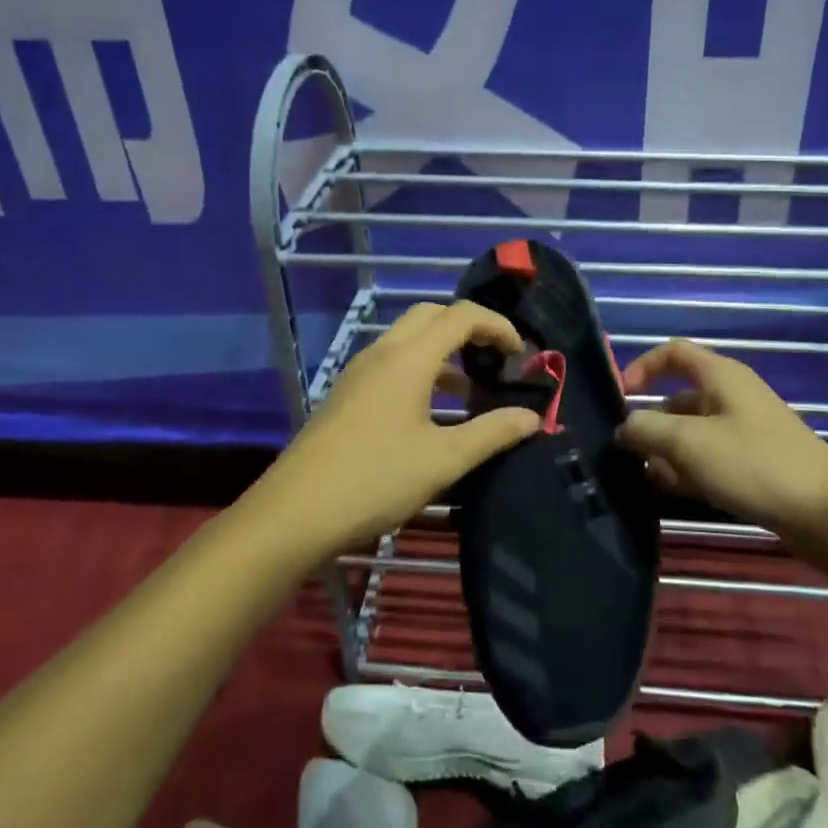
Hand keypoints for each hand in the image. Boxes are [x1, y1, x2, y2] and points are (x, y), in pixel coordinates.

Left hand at [251, 301, 540, 557]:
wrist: (294, 512)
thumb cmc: (375, 479)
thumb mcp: (443, 460)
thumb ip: (492, 433)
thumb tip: (532, 417)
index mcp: (409, 358)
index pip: (461, 315)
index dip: (497, 326)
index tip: (520, 355)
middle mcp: (382, 353)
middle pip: (431, 315)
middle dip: (468, 328)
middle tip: (494, 360)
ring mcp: (359, 372)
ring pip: (409, 339)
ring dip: (443, 351)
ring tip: (470, 390)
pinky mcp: (346, 393)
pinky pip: (392, 362)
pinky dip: (420, 370)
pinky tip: (431, 413)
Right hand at [616, 338, 827, 534]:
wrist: (826, 513)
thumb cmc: (753, 464)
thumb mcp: (688, 443)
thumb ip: (646, 429)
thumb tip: (624, 427)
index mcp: (721, 376)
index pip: (674, 352)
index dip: (643, 366)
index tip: (622, 396)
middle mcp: (732, 396)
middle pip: (679, 398)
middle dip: (652, 423)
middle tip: (628, 454)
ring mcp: (745, 431)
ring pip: (693, 433)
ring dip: (668, 452)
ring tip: (648, 479)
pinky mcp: (755, 464)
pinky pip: (711, 458)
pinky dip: (690, 470)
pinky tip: (676, 493)